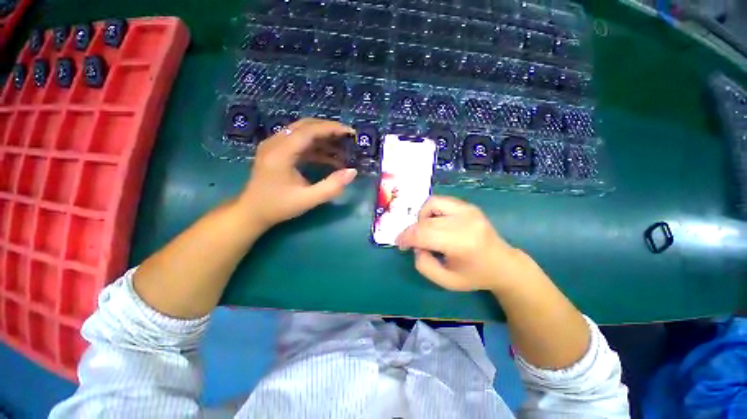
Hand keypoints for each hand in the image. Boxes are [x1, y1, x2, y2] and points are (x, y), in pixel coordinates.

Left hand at [239, 118, 356, 229]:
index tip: (350, 133)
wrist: (252, 212)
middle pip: (305, 126)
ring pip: (303, 132)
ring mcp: (274, 145)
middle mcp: (275, 143)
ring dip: (324, 138)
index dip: (331, 128)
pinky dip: (316, 147)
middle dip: (329, 130)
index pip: (309, 131)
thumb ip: (331, 186)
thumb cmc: (278, 206)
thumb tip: (352, 172)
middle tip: (348, 138)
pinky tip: (329, 157)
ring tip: (342, 148)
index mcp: (281, 152)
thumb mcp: (307, 200)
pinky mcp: (277, 151)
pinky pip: (299, 142)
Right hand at [396, 196, 527, 292]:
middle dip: (411, 230)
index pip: (423, 234)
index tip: (400, 244)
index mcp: (462, 244)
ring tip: (425, 231)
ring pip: (431, 204)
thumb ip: (423, 264)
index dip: (406, 237)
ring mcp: (468, 210)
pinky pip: (440, 201)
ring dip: (421, 217)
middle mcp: (466, 222)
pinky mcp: (468, 206)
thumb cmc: (474, 276)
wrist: (503, 264)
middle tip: (409, 241)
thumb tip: (415, 245)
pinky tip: (434, 223)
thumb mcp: (445, 281)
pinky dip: (431, 211)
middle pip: (425, 220)